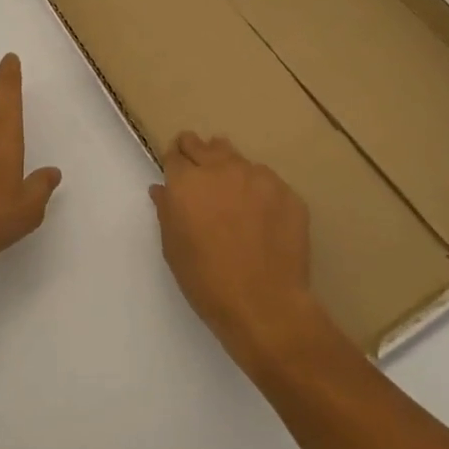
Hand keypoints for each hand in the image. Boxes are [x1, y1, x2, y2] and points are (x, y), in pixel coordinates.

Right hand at [150, 133, 326, 362]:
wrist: (264, 304)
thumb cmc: (206, 280)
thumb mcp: (173, 248)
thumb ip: (167, 211)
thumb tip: (162, 189)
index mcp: (187, 182)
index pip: (176, 154)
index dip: (175, 162)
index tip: (178, 173)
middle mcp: (221, 169)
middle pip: (204, 145)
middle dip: (198, 153)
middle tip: (200, 176)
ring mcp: (258, 177)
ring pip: (237, 158)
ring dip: (229, 169)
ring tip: (232, 195)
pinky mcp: (286, 191)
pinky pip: (266, 181)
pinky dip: (258, 190)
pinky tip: (261, 217)